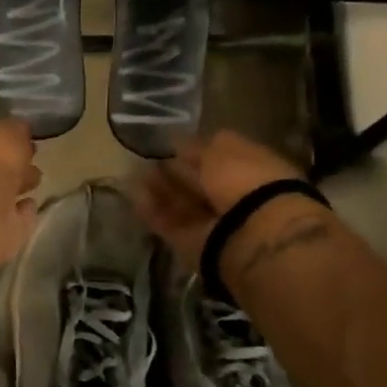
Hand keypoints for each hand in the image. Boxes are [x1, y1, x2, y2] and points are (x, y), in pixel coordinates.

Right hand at [132, 131, 305, 269]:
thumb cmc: (245, 178)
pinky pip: (168, 223)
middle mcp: (233, 198)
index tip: (170, 143)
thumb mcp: (223, 147)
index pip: (219, 159)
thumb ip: (198, 146)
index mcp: (251, 170)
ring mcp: (211, 224)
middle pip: (198, 184)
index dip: (195, 151)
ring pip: (180, 204)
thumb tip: (176, 141)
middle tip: (147, 159)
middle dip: (174, 171)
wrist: (253, 233)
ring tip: (133, 173)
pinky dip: (151, 209)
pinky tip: (133, 193)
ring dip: (159, 189)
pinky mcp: (190, 245)